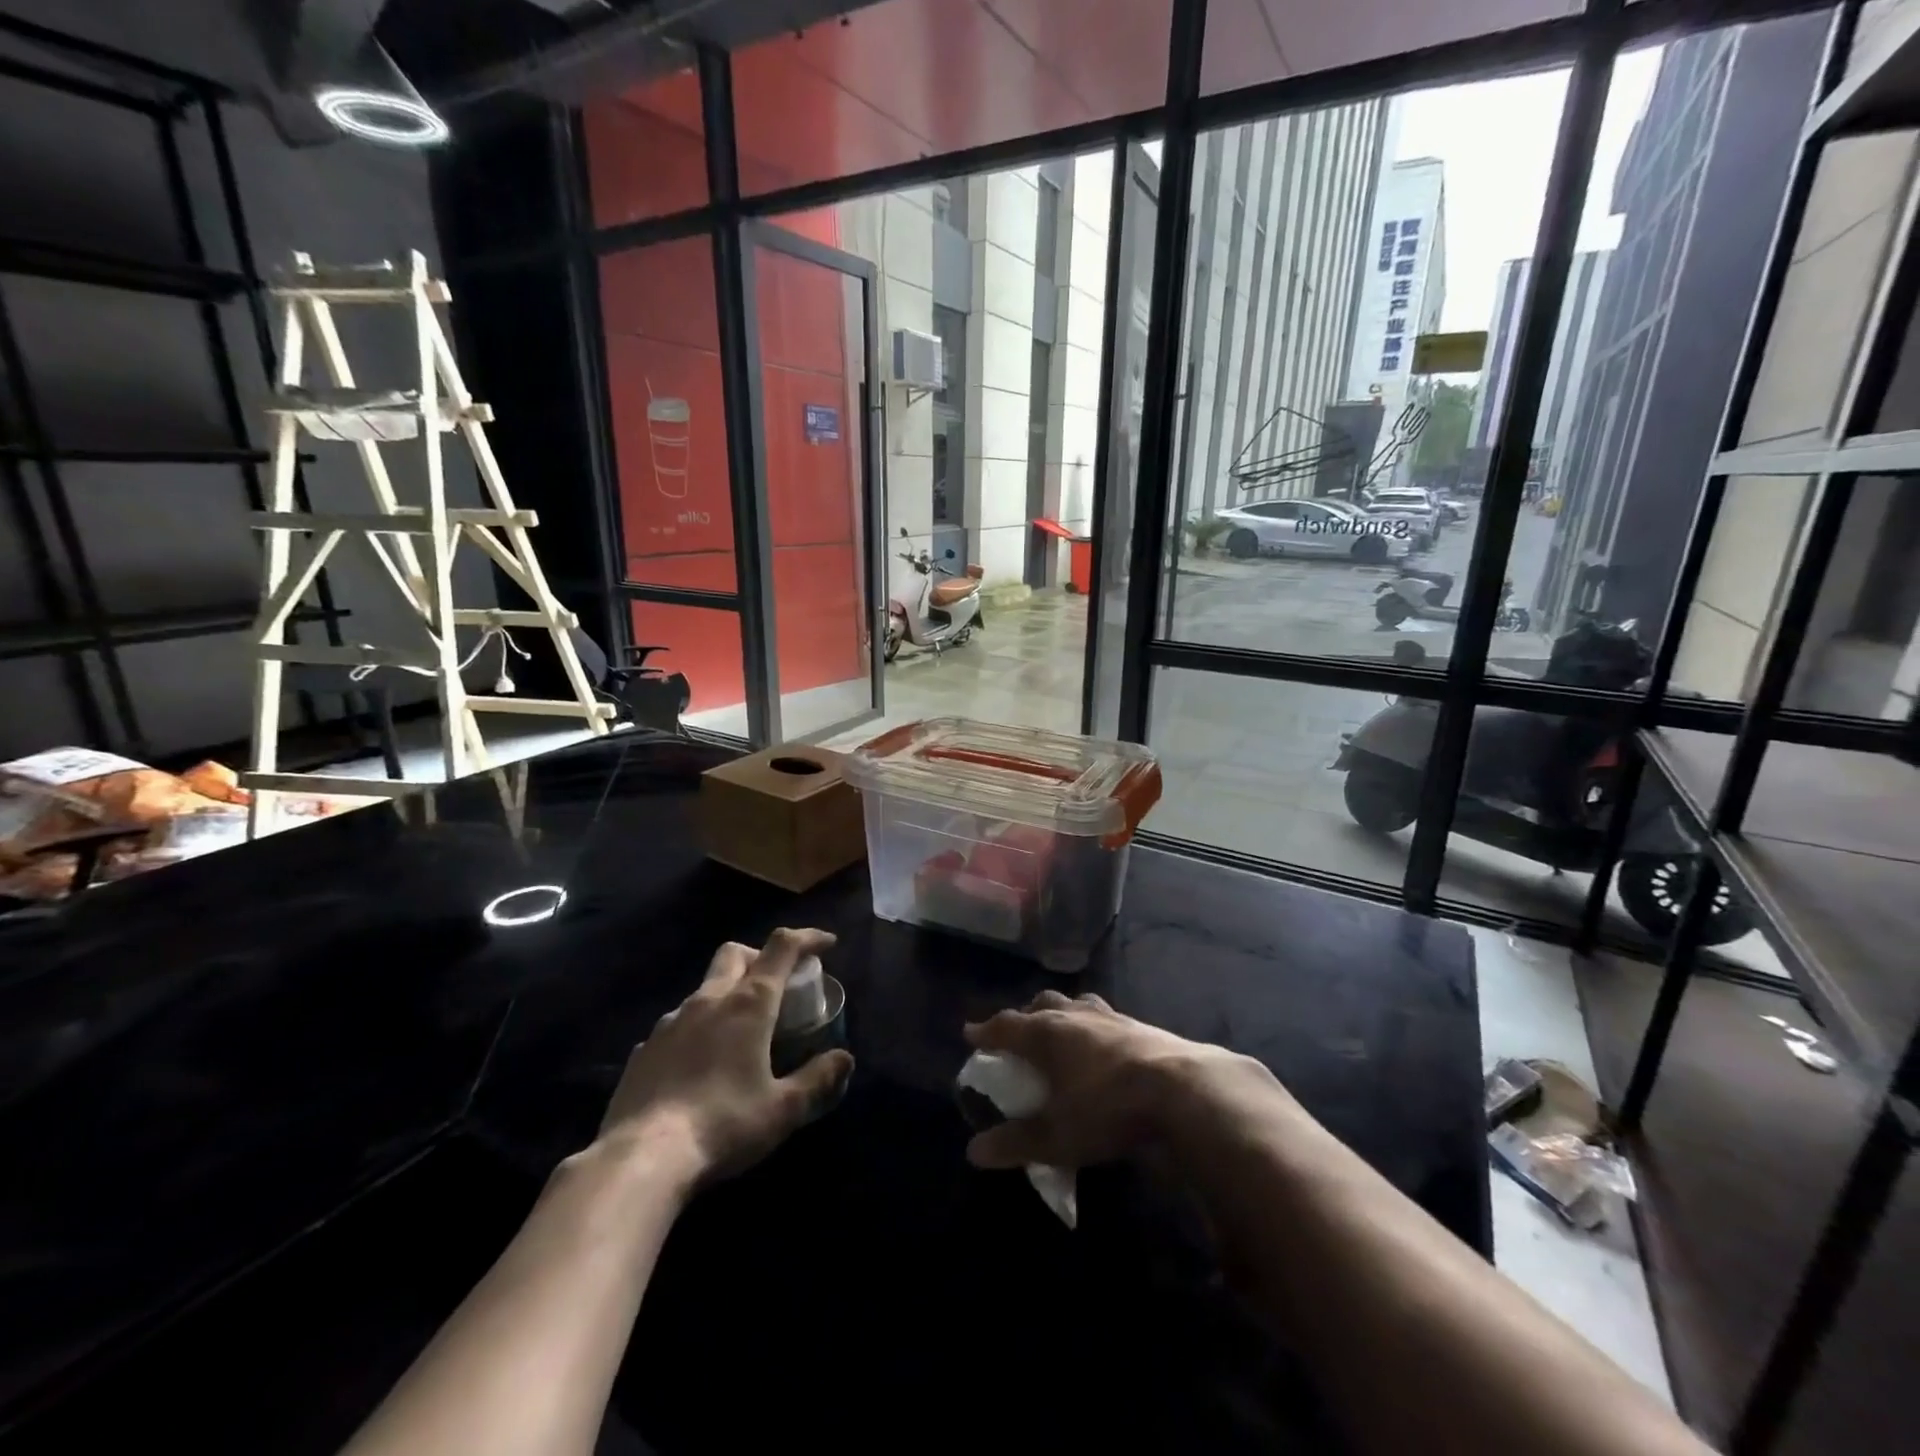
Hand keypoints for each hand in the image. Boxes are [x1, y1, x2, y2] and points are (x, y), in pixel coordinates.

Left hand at [595, 928, 853, 1184]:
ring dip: (727, 995)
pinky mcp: (644, 1049)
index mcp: (749, 1004)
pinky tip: (700, 1064)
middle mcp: (708, 1000)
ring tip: (739, 1032)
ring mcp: (670, 1022)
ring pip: (704, 988)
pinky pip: (677, 1024)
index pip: (782, 948)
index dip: (807, 938)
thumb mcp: (783, 1109)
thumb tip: (843, 1059)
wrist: (641, 1159)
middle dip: (760, 957)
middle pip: (735, 954)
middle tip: (778, 984)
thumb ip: (817, 1079)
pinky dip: (697, 1029)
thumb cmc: (723, 1125)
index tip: (826, 944)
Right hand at [962, 991, 1279, 1171]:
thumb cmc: (1108, 1109)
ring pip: (1077, 1004)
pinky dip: (1095, 1025)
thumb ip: (1015, 1143)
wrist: (1182, 1090)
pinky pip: (1106, 1016)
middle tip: (1019, 1031)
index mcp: (1046, 1034)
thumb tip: (974, 1151)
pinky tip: (1104, 1043)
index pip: (1007, 1025)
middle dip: (1026, 1015)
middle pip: (1042, 1004)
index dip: (987, 1031)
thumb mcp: (1057, 1136)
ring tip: (1062, 1028)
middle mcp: (1075, 1016)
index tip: (972, 1033)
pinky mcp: (1141, 1025)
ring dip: (1063, 1013)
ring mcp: (1110, 1017)